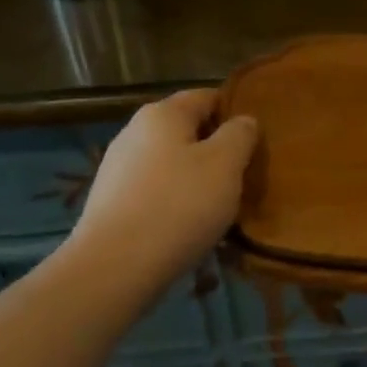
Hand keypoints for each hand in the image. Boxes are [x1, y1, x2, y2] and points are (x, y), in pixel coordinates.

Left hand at [67, 89, 258, 286]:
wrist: (113, 269)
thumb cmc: (178, 206)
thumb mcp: (226, 164)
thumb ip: (240, 134)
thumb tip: (243, 121)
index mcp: (163, 113)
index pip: (208, 96)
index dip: (235, 112)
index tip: (257, 138)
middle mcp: (135, 132)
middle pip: (187, 130)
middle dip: (216, 148)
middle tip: (243, 174)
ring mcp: (117, 168)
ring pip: (171, 162)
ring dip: (196, 177)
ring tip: (220, 205)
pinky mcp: (110, 203)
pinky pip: (154, 191)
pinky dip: (174, 201)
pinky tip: (188, 226)